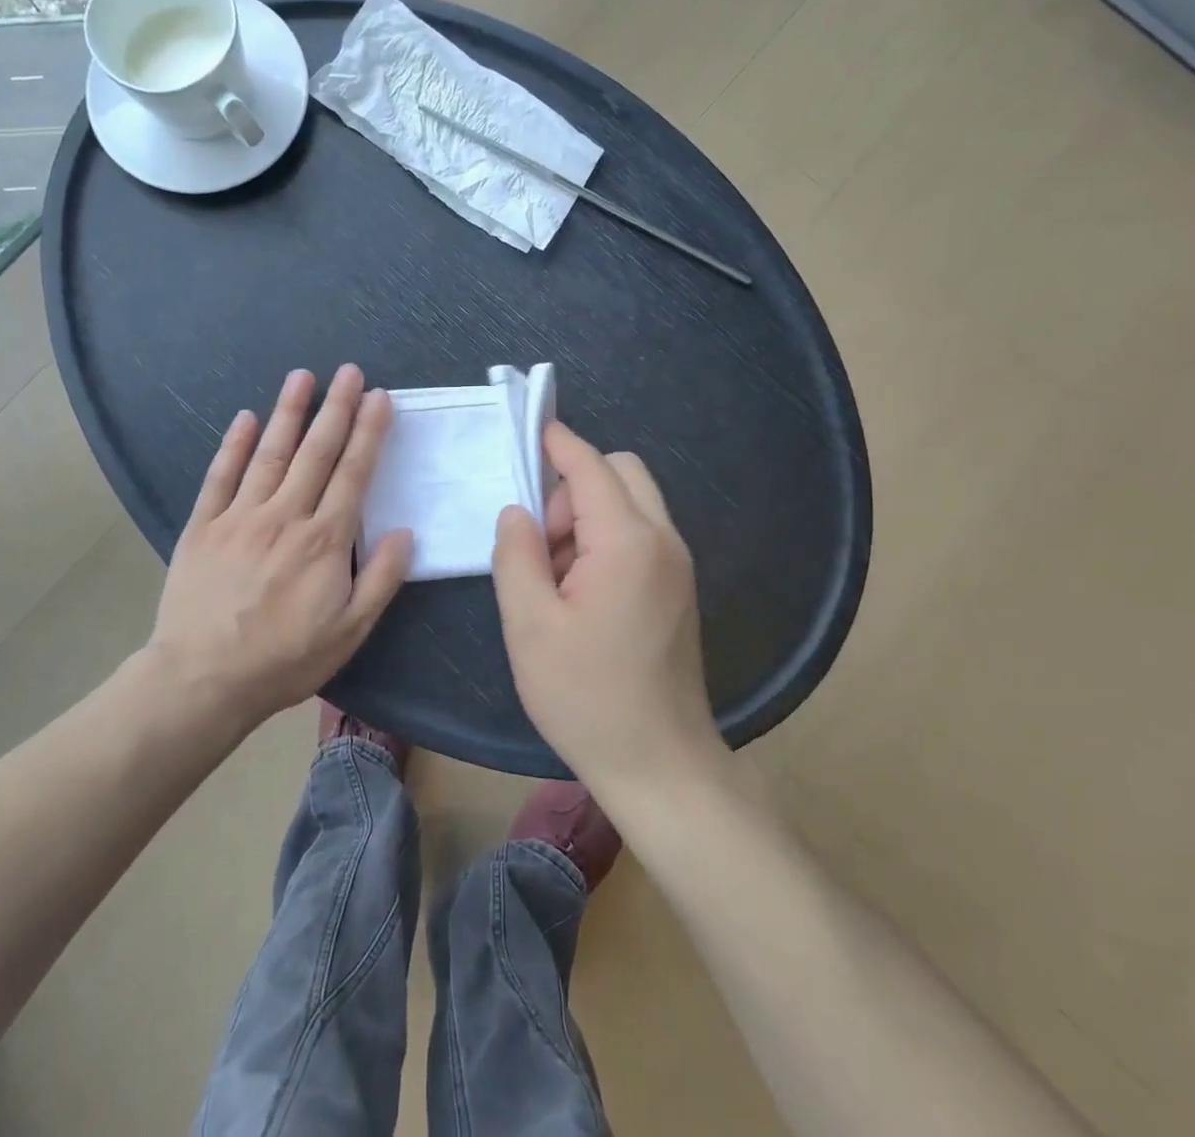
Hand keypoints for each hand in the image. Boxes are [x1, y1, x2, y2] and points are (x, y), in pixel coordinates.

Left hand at [147, 365, 412, 730]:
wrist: (202, 680)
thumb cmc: (283, 660)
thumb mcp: (349, 632)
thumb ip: (381, 579)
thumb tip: (405, 532)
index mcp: (324, 540)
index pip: (353, 474)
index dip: (368, 432)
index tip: (378, 397)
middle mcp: (285, 516)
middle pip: (316, 452)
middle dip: (336, 408)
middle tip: (349, 371)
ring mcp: (240, 517)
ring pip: (270, 454)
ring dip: (288, 412)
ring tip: (302, 376)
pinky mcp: (203, 526)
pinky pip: (221, 477)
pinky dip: (234, 445)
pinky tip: (245, 418)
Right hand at [492, 422, 723, 794]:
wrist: (661, 765)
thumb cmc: (587, 697)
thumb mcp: (530, 626)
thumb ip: (516, 555)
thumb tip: (518, 511)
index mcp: (627, 542)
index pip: (590, 467)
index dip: (558, 443)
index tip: (531, 429)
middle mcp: (662, 540)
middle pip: (620, 473)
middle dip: (573, 488)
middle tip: (539, 542)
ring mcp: (677, 565)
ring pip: (631, 504)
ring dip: (588, 518)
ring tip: (553, 578)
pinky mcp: (677, 588)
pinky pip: (640, 536)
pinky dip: (606, 540)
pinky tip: (579, 593)